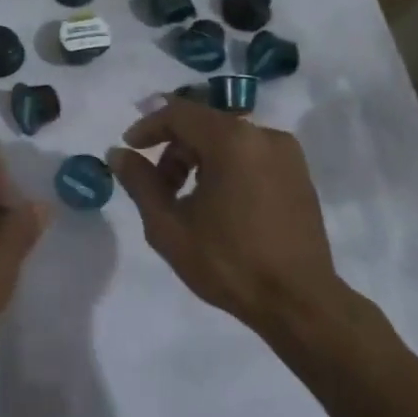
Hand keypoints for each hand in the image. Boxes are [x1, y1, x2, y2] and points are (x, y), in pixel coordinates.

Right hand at [111, 99, 345, 334]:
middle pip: (204, 124)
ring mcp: (286, 153)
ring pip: (227, 138)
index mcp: (232, 140)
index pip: (179, 112)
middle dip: (173, 148)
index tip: (129, 148)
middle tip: (157, 185)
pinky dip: (226, 165)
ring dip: (199, 158)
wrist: (299, 304)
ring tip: (186, 198)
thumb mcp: (168, 226)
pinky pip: (250, 153)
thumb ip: (140, 182)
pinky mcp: (299, 173)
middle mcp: (263, 135)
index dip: (148, 126)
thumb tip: (118, 154)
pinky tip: (218, 202)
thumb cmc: (228, 263)